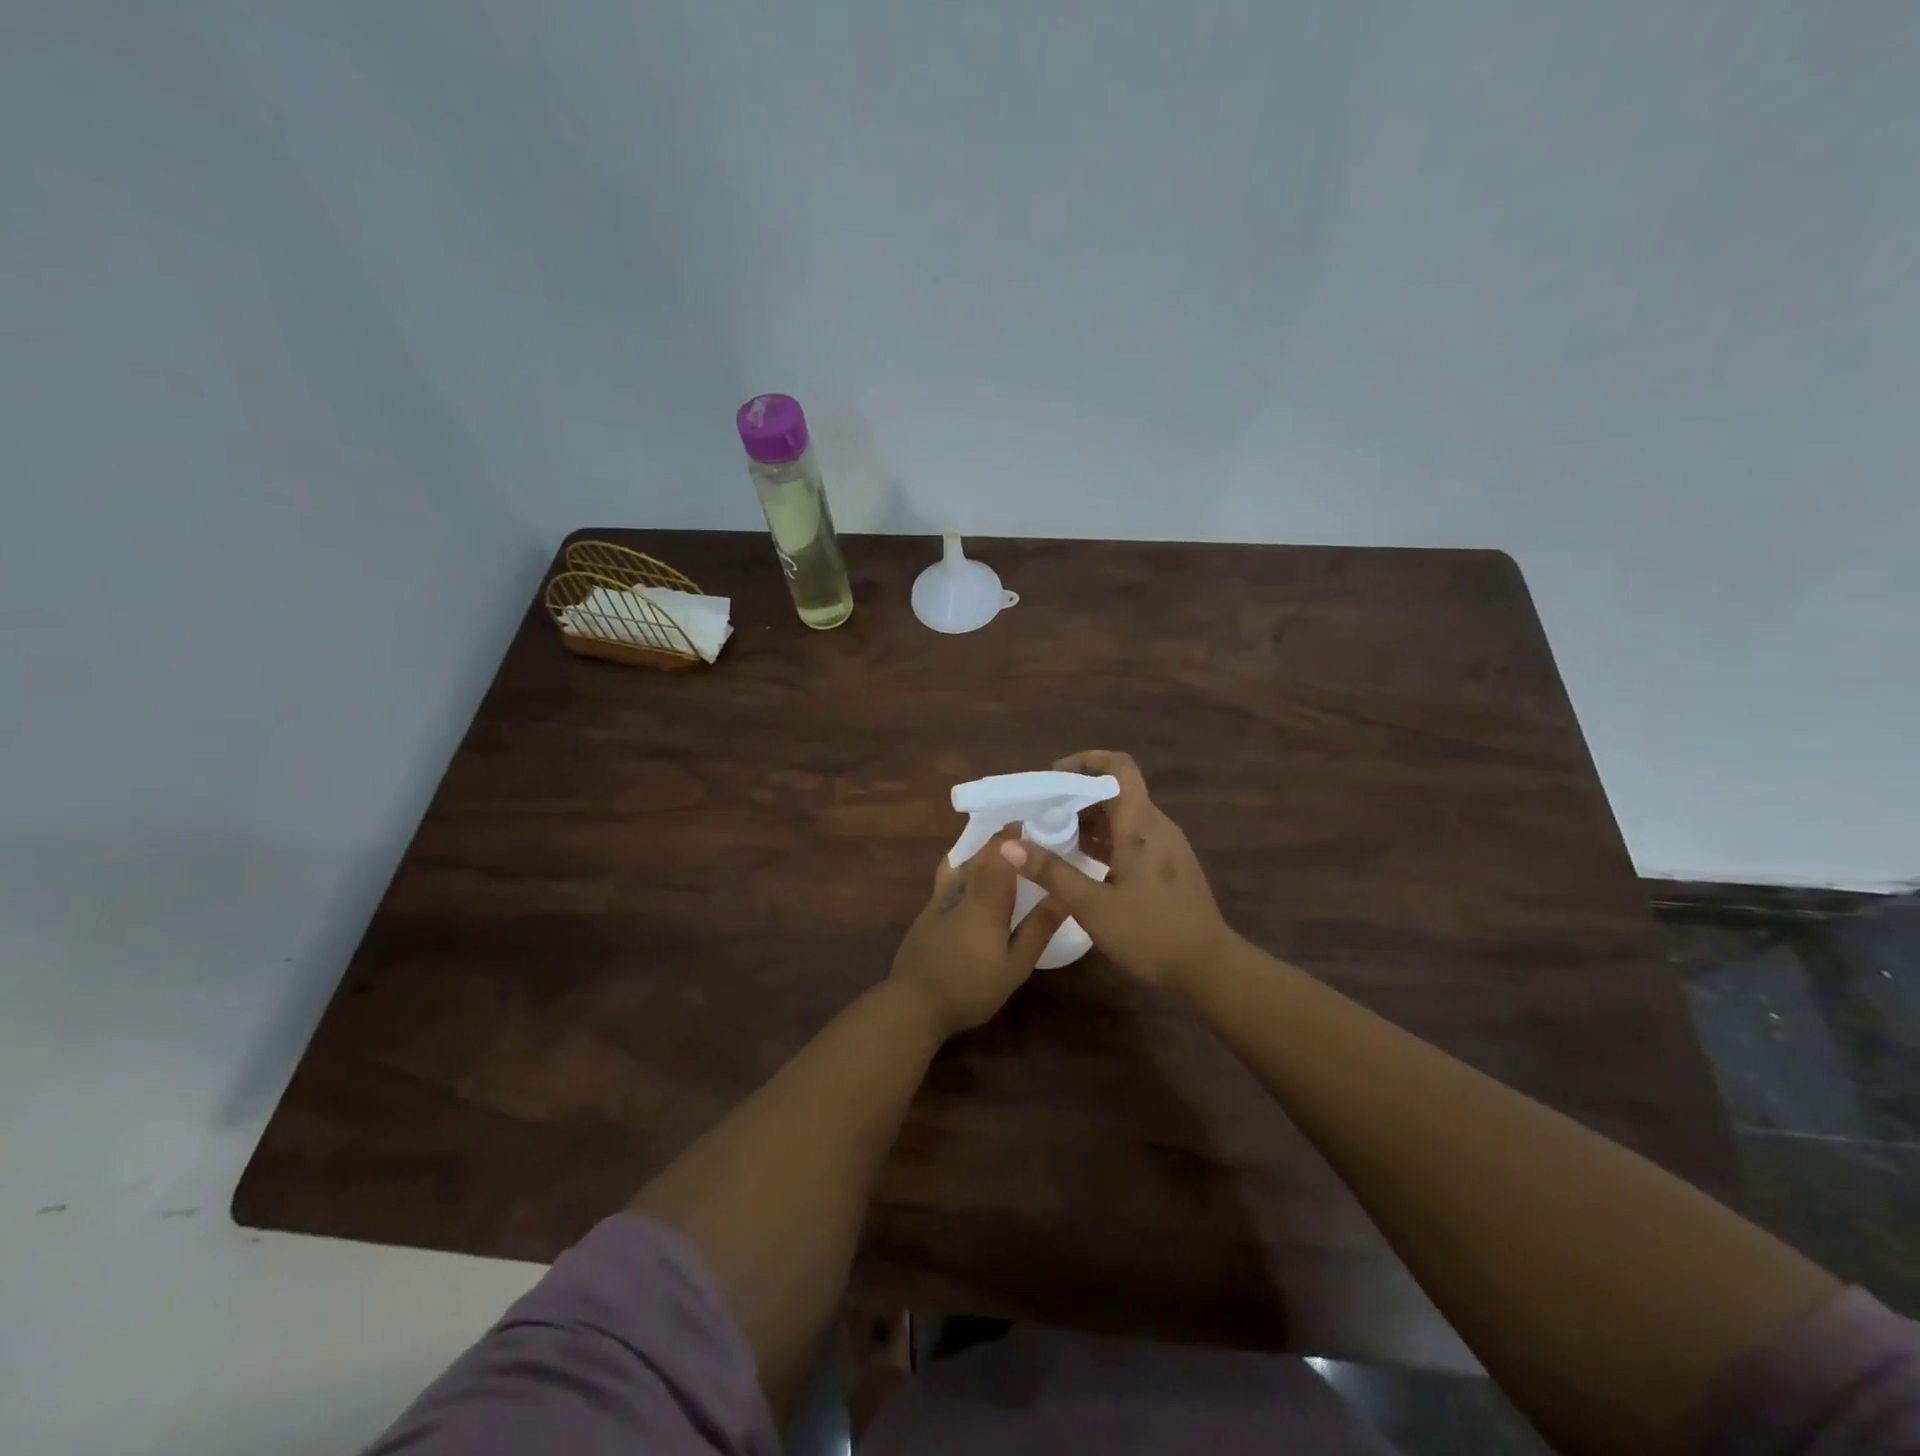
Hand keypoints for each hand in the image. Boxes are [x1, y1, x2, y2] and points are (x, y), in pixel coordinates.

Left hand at [889, 832, 1066, 1038]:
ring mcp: (939, 897)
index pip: (1003, 849)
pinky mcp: (928, 910)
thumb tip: (1063, 895)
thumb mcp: (1016, 964)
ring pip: (962, 860)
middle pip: (981, 850)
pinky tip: (975, 884)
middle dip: (1003, 839)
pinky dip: (966, 868)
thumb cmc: (971, 986)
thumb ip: (1039, 927)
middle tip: (1027, 837)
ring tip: (1002, 854)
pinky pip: (950, 876)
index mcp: (987, 895)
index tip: (1039, 824)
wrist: (913, 1003)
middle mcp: (961, 886)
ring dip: (982, 851)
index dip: (1019, 833)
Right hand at [1000, 751, 1231, 992]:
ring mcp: (1167, 847)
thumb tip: (1008, 845)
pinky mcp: (1169, 867)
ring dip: (1091, 820)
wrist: (1208, 968)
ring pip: (1125, 817)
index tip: (1055, 774)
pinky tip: (1084, 862)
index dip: (1087, 760)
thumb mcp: (1091, 904)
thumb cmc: (1149, 932)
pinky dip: (1107, 839)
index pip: (1119, 767)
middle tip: (1043, 812)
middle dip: (1079, 795)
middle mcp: (1156, 826)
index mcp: (1140, 825)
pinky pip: (1134, 838)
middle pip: (1117, 792)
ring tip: (1055, 837)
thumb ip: (1050, 872)